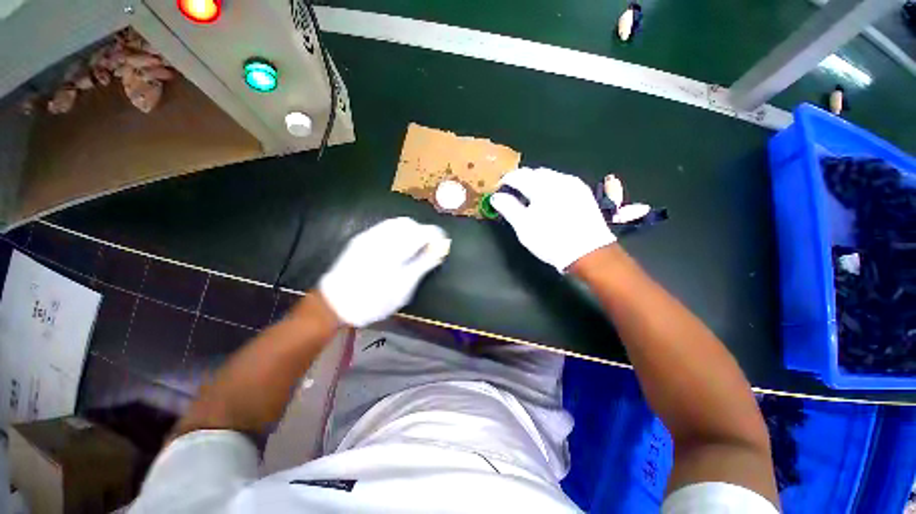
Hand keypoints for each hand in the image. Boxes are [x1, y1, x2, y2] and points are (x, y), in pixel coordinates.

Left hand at [319, 217, 449, 326]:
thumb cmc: (374, 300)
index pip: (422, 231)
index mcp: (395, 248)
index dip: (435, 235)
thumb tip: (440, 249)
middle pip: (409, 223)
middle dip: (421, 232)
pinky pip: (384, 228)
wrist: (334, 303)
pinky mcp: (360, 239)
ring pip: (396, 223)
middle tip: (426, 249)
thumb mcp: (404, 287)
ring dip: (409, 232)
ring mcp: (369, 236)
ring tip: (412, 250)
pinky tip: (396, 249)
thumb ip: (423, 264)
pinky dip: (396, 234)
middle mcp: (381, 236)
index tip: (441, 245)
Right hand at [490, 167, 615, 271]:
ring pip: (549, 175)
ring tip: (530, 198)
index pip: (518, 176)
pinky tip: (548, 200)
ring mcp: (573, 184)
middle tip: (513, 194)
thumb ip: (508, 208)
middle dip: (521, 180)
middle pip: (534, 172)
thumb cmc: (550, 240)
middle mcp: (558, 179)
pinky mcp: (583, 191)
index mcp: (541, 186)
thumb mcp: (523, 226)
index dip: (505, 181)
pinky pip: (561, 181)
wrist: (588, 253)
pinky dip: (550, 186)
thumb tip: (496, 196)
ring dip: (536, 182)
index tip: (499, 190)